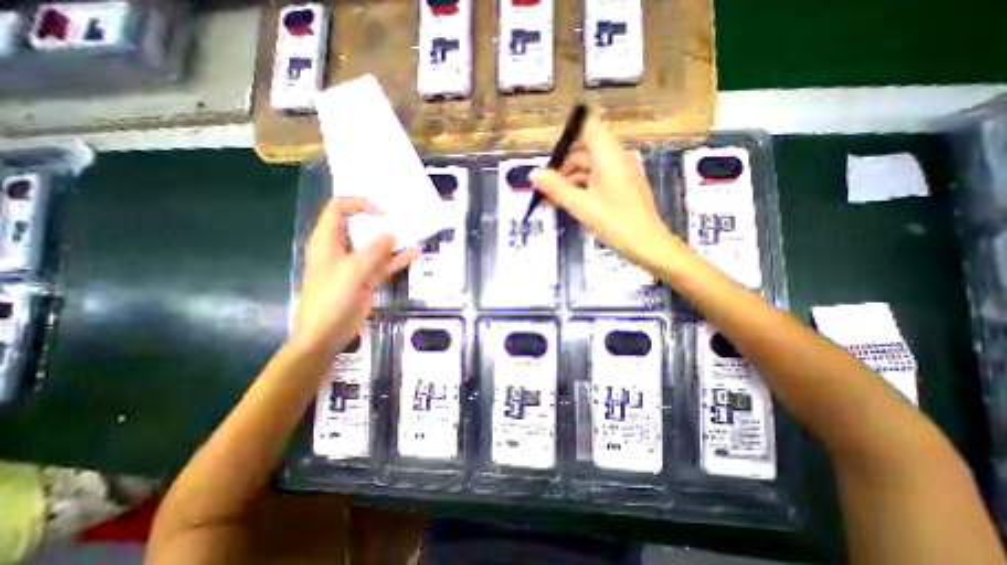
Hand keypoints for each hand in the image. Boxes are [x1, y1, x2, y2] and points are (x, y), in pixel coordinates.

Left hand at [289, 199, 418, 357]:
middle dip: (381, 222)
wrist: (327, 334)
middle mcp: (341, 249)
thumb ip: (374, 251)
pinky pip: (383, 264)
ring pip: (375, 246)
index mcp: (327, 241)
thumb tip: (392, 235)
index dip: (359, 205)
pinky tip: (414, 254)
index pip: (339, 210)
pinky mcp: (366, 278)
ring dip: (393, 241)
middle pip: (360, 227)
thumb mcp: (353, 272)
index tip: (382, 213)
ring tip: (414, 234)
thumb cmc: (332, 300)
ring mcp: (356, 265)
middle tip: (404, 218)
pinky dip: (397, 260)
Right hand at [529, 113, 679, 267]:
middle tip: (543, 187)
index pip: (589, 126)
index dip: (569, 130)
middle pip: (584, 151)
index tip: (551, 148)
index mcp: (609, 156)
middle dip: (562, 167)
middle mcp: (615, 159)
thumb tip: (533, 173)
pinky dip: (580, 189)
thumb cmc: (614, 222)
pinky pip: (595, 181)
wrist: (646, 244)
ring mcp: (619, 174)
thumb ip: (556, 188)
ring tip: (548, 200)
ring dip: (568, 181)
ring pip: (588, 169)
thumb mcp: (580, 205)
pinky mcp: (620, 187)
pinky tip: (564, 203)